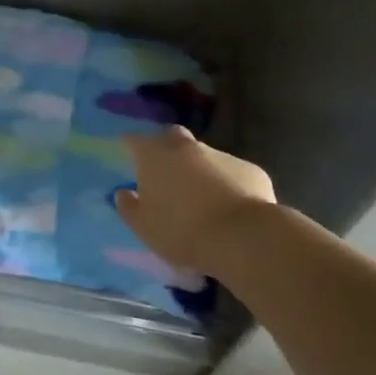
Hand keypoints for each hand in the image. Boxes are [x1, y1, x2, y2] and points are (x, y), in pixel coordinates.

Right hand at [115, 127, 276, 278]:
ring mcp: (222, 155)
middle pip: (172, 137)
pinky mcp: (251, 170)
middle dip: (166, 148)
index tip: (128, 152)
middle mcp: (187, 147)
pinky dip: (227, 184)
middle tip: (165, 171)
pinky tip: (230, 207)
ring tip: (201, 198)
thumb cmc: (182, 231)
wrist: (243, 238)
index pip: (135, 140)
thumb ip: (129, 207)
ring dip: (199, 169)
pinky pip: (232, 173)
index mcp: (155, 156)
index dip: (130, 145)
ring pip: (205, 156)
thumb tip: (123, 193)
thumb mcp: (144, 227)